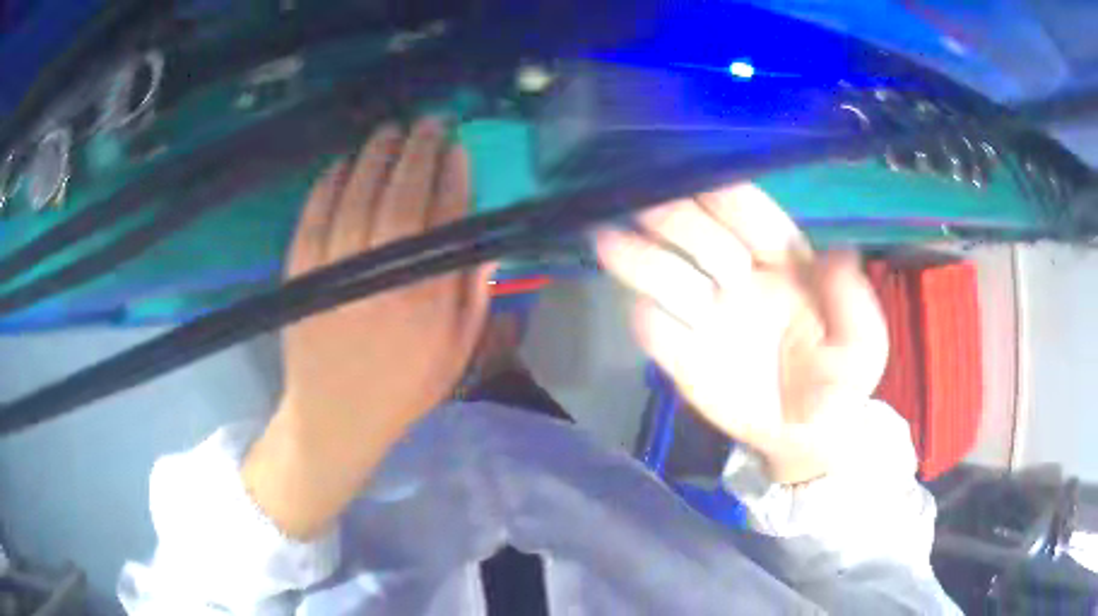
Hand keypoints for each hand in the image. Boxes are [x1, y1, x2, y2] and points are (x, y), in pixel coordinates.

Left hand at [280, 118, 489, 432]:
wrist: (337, 416)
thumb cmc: (404, 386)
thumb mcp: (457, 351)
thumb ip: (474, 292)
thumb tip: (484, 235)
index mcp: (427, 295)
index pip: (445, 214)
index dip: (453, 173)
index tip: (458, 145)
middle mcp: (382, 273)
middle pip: (401, 192)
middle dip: (418, 149)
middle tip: (429, 121)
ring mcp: (335, 269)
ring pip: (356, 194)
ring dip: (374, 155)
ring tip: (389, 131)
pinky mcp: (300, 273)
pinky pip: (314, 215)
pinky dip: (327, 184)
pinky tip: (341, 163)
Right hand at [596, 185, 887, 484]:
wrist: (807, 436)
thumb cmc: (841, 381)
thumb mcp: (865, 345)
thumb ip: (854, 303)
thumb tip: (837, 252)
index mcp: (785, 260)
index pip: (751, 216)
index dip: (728, 197)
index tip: (701, 181)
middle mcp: (738, 276)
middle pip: (700, 236)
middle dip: (676, 220)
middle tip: (647, 209)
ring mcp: (707, 315)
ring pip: (667, 277)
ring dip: (640, 261)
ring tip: (609, 243)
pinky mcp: (684, 357)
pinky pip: (657, 334)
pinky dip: (647, 323)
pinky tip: (640, 314)